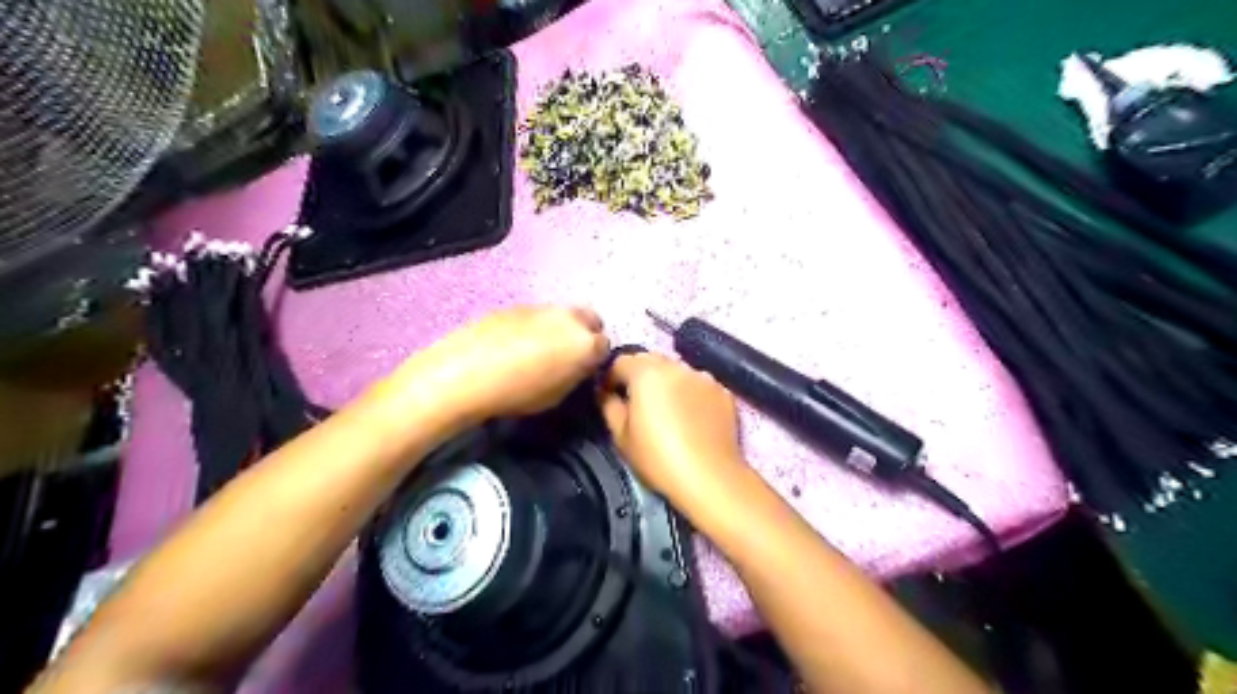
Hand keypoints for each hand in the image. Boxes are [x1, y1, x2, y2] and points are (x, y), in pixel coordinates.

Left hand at [394, 307, 610, 427]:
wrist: (465, 373)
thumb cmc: (517, 393)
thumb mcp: (557, 395)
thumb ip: (575, 375)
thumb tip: (577, 367)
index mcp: (586, 343)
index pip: (605, 346)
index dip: (595, 360)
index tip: (583, 370)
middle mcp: (570, 318)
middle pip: (590, 320)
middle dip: (585, 335)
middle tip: (568, 355)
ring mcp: (543, 307)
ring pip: (563, 315)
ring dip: (560, 328)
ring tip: (539, 350)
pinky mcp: (517, 305)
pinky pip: (538, 314)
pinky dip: (536, 326)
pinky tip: (515, 344)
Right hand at [599, 352, 741, 504]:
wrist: (709, 477)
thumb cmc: (658, 457)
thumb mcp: (621, 436)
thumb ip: (609, 406)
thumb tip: (607, 393)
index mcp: (646, 372)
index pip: (620, 361)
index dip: (611, 377)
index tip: (610, 396)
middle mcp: (676, 366)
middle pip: (651, 361)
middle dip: (640, 376)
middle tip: (637, 402)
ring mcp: (703, 377)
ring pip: (677, 371)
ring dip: (667, 383)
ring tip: (667, 409)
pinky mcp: (723, 391)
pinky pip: (699, 385)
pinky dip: (691, 394)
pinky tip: (691, 417)